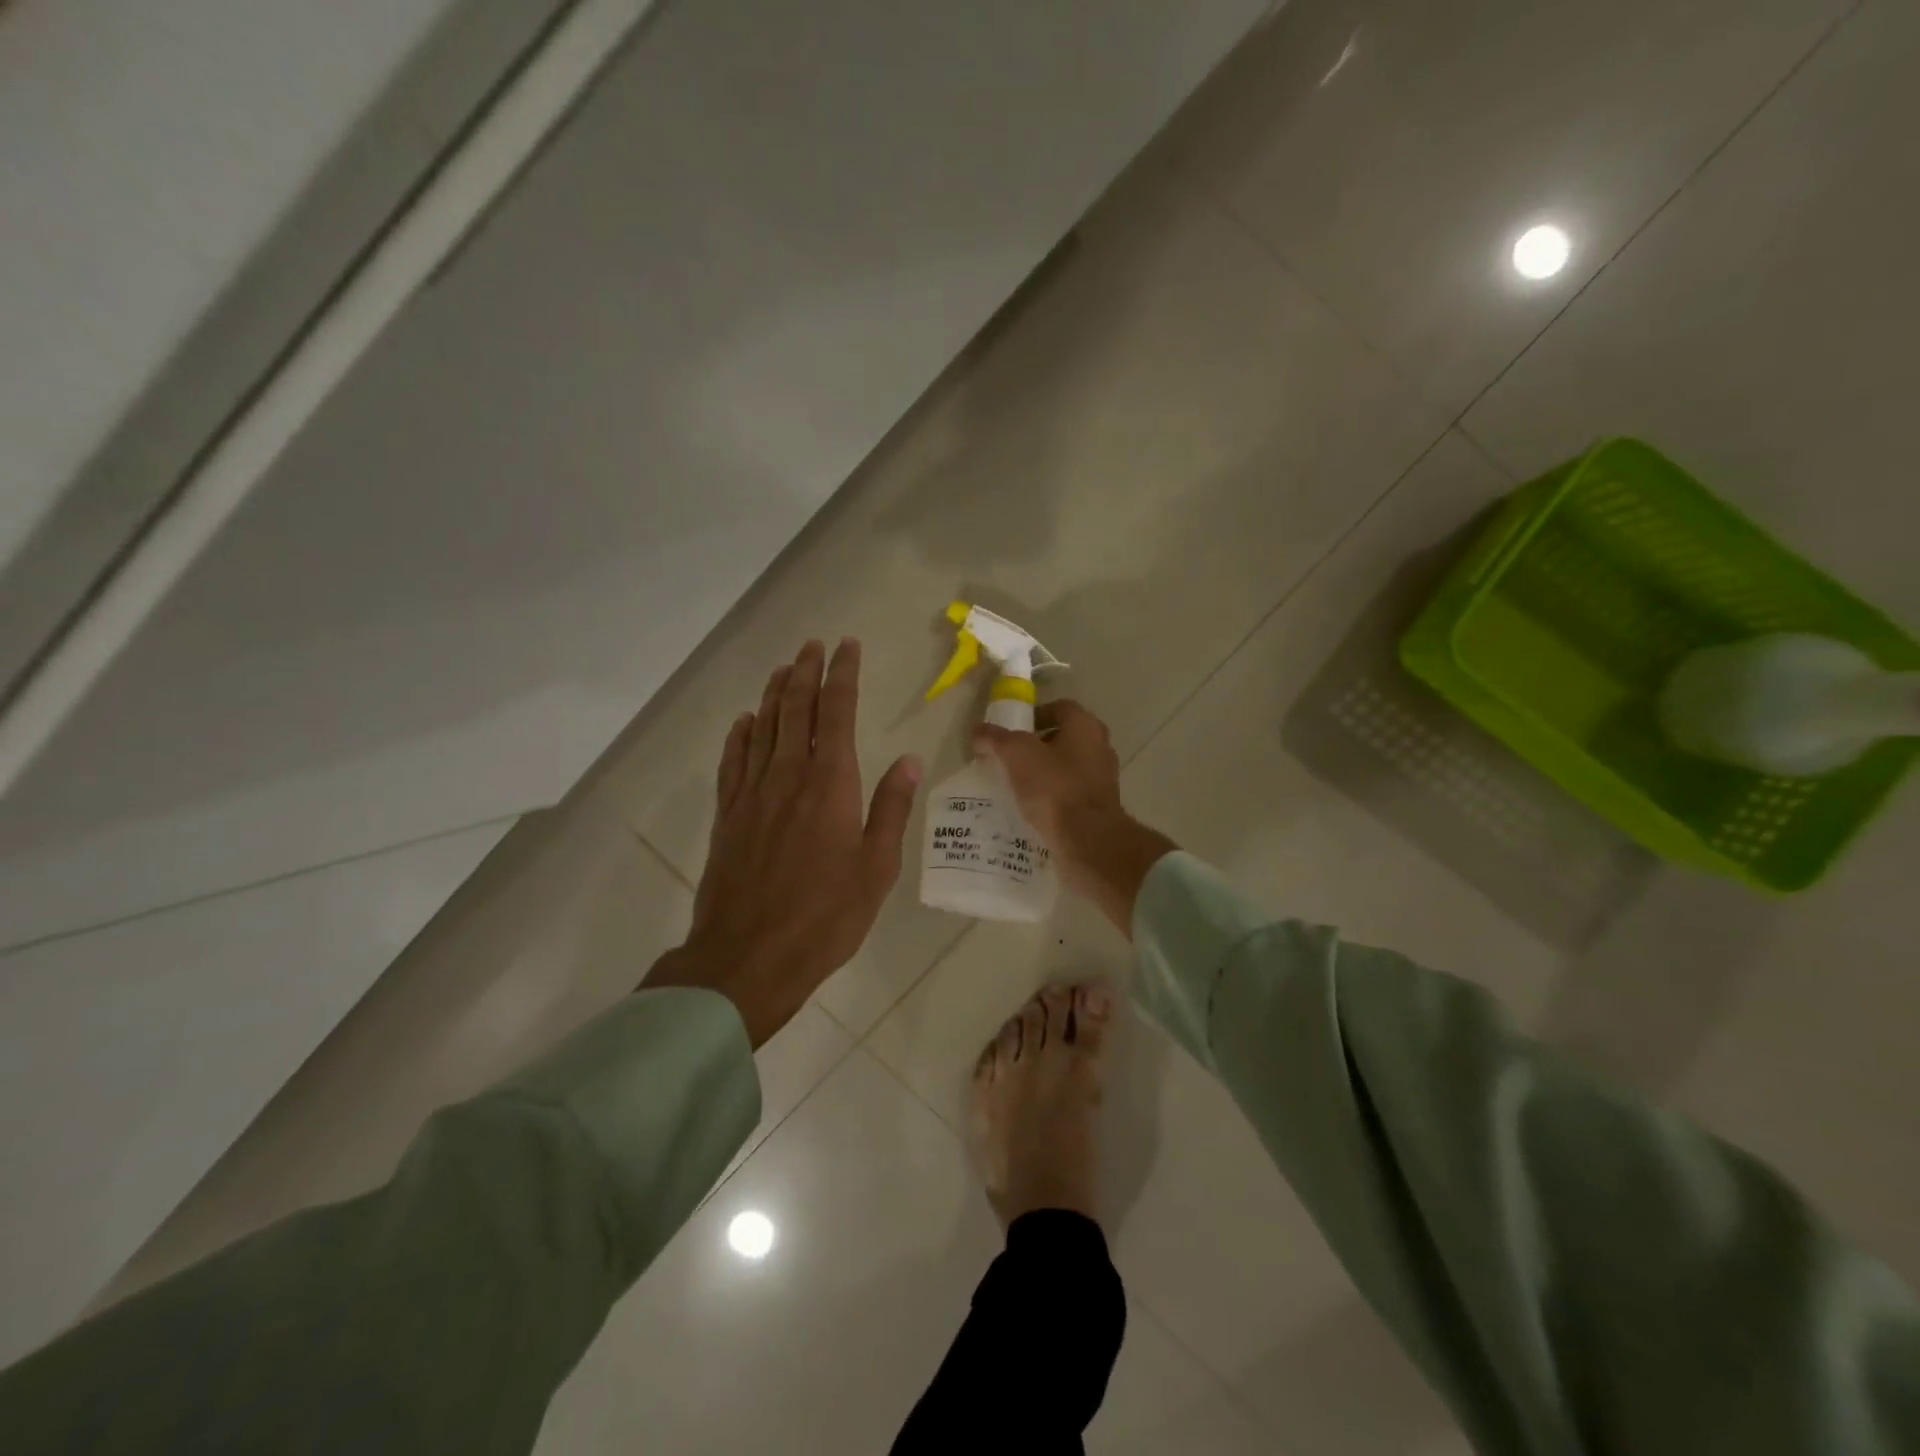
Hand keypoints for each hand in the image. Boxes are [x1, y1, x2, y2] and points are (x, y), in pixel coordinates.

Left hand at [645, 639, 921, 1045]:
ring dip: (774, 694)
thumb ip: (890, 809)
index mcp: (830, 785)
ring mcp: (752, 795)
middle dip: (806, 672)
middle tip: (813, 645)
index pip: (836, 713)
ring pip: (763, 728)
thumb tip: (907, 761)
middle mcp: (788, 777)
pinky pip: (733, 762)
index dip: (843, 676)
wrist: (748, 958)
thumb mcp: (876, 869)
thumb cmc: (825, 917)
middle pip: (795, 710)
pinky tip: (745, 722)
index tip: (847, 647)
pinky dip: (740, 736)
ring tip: (784, 669)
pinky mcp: (728, 816)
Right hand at [974, 700, 1175, 936]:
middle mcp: (1100, 747)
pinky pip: (1071, 794)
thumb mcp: (1016, 755)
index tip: (1012, 732)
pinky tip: (1032, 809)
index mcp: (1085, 726)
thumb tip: (977, 731)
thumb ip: (995, 739)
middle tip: (1010, 758)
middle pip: (1065, 737)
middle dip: (1037, 746)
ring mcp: (1103, 779)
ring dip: (1045, 773)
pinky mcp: (1099, 807)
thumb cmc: (1054, 787)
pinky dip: (1053, 797)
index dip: (1034, 715)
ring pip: (1068, 767)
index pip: (1060, 708)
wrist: (1087, 840)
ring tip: (1016, 785)